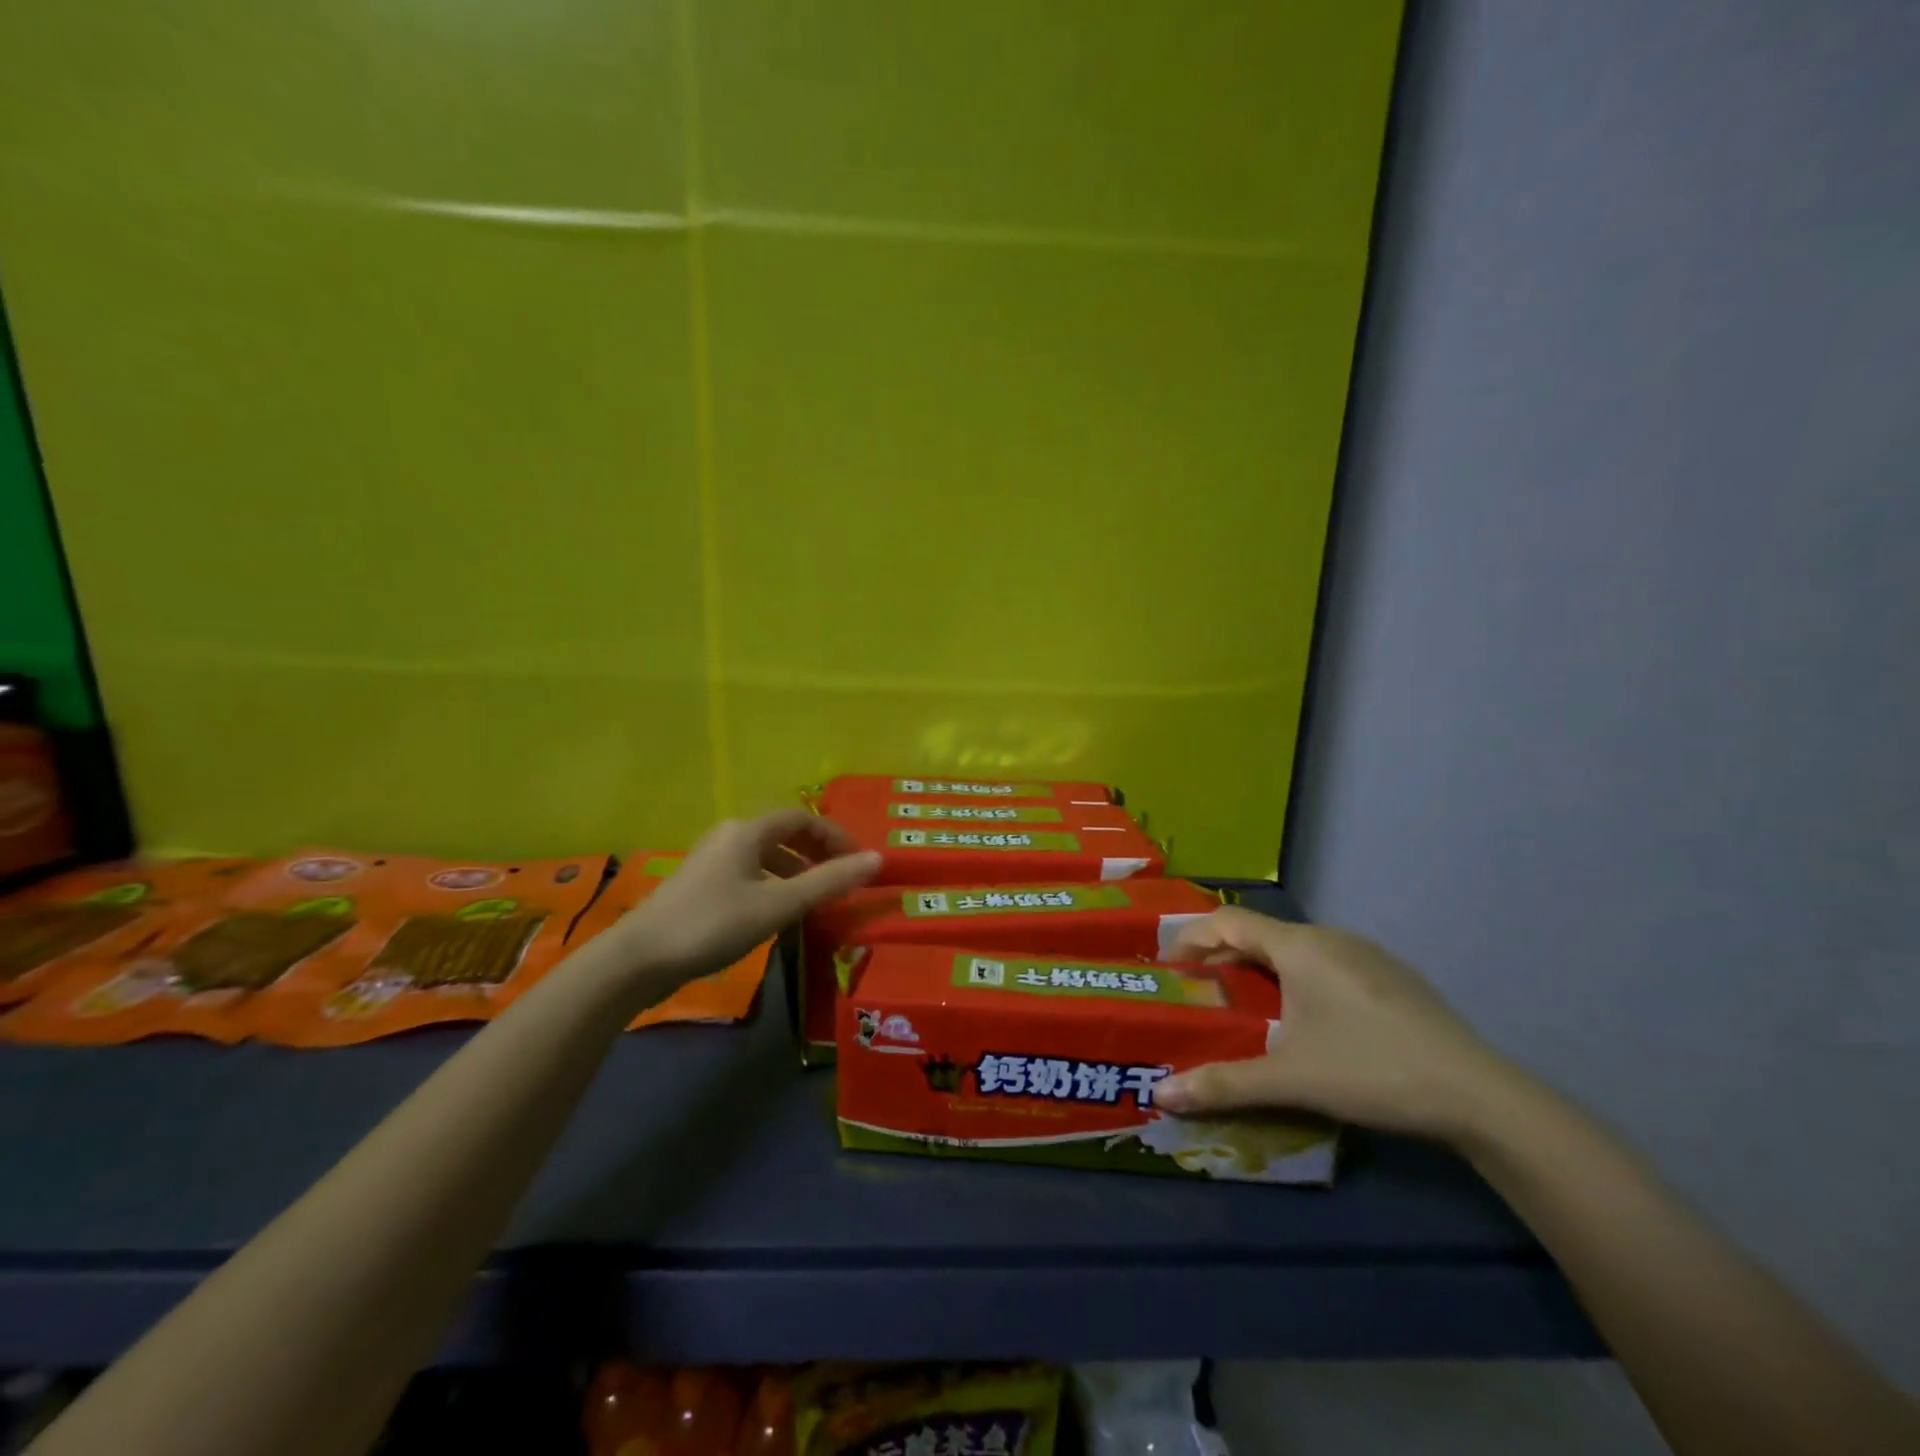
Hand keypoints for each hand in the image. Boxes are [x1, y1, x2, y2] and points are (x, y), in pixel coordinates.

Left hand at [611, 811, 880, 983]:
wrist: (639, 959)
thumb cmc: (714, 924)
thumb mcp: (779, 904)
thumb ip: (829, 882)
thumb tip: (878, 859)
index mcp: (748, 831)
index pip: (803, 818)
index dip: (835, 836)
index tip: (858, 863)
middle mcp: (729, 836)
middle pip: (784, 834)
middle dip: (817, 854)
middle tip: (842, 880)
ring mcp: (711, 860)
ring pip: (765, 856)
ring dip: (796, 872)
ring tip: (816, 900)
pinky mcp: (700, 886)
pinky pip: (749, 873)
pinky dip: (774, 885)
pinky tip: (777, 913)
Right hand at [1151, 906, 1524, 1145]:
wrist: (1478, 1094)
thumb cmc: (1371, 1070)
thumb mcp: (1290, 1079)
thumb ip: (1223, 1082)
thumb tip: (1160, 1095)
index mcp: (1299, 946)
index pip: (1228, 921)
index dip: (1193, 937)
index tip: (1171, 967)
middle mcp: (1329, 937)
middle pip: (1260, 934)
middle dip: (1224, 959)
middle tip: (1202, 994)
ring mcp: (1365, 953)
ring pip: (1295, 948)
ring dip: (1261, 970)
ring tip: (1247, 1009)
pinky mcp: (1390, 975)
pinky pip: (1325, 962)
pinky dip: (1297, 979)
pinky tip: (1306, 1020)